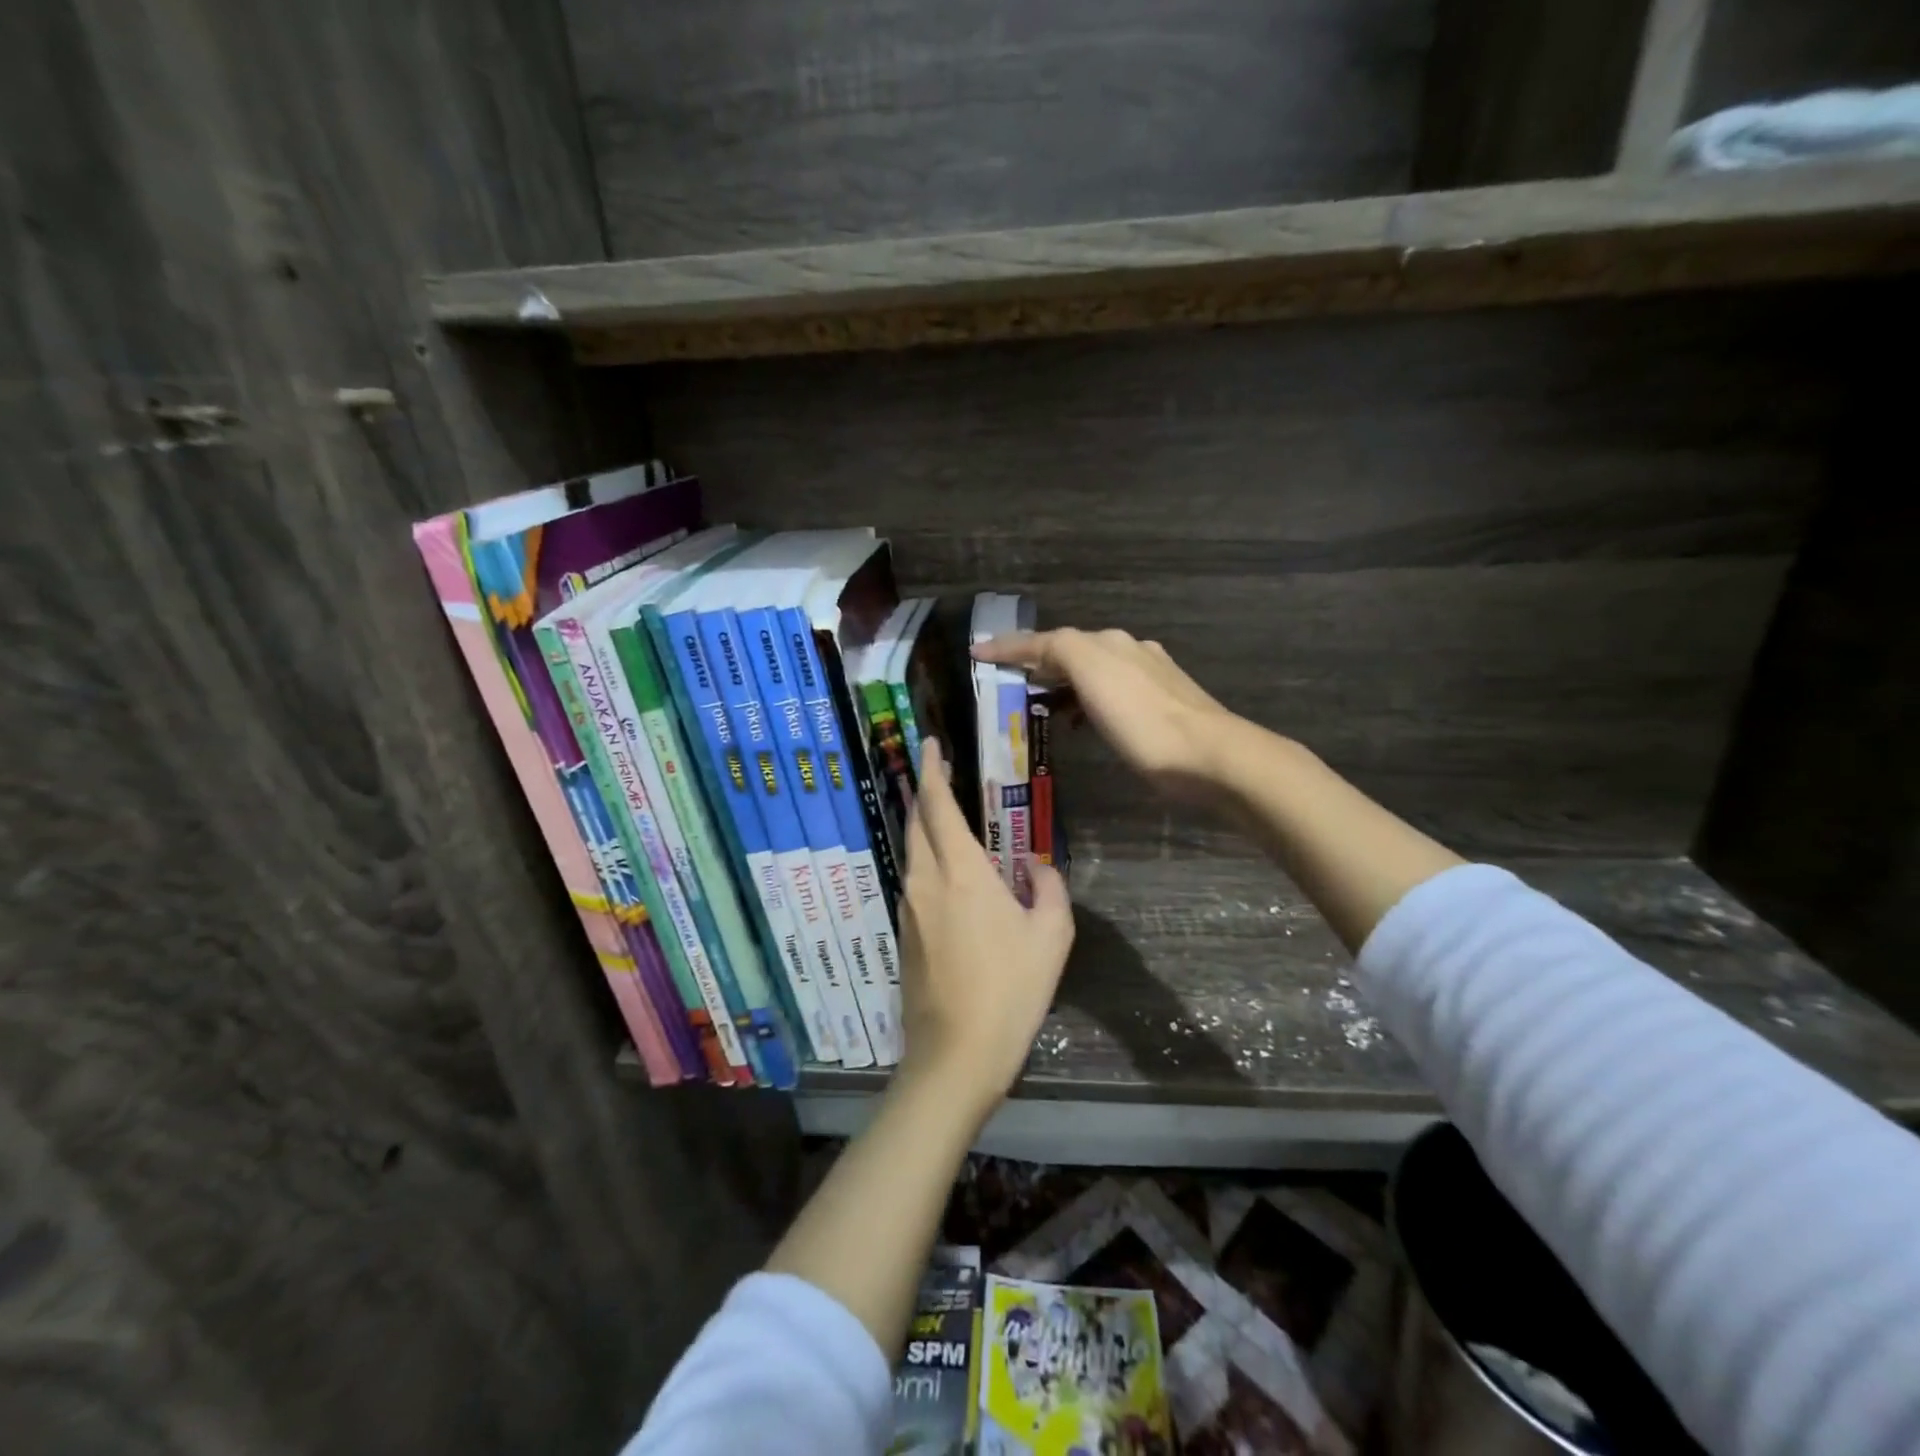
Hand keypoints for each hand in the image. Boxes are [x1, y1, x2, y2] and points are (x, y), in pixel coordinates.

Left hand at [898, 737, 1074, 1119]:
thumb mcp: (1051, 937)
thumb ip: (1049, 888)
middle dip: (924, 791)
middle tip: (940, 773)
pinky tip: (948, 872)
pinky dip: (926, 860)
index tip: (930, 744)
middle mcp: (925, 882)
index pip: (938, 806)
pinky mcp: (905, 935)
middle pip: (916, 822)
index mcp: (960, 873)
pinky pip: (914, 882)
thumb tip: (1038, 866)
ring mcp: (909, 909)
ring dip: (924, 827)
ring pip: (912, 852)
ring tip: (947, 817)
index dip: (932, 770)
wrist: (955, 1057)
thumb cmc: (1009, 991)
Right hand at [973, 628, 1237, 801]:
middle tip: (1007, 684)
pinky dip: (1086, 704)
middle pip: (1072, 652)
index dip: (1011, 646)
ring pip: (1093, 674)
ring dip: (1062, 686)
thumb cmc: (1141, 718)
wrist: (1207, 756)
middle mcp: (1129, 651)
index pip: (1049, 638)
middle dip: (1038, 664)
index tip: (977, 653)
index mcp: (1108, 642)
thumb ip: (1058, 650)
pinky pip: (1110, 698)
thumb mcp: (1092, 672)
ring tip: (1039, 707)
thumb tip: (1033, 649)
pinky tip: (1083, 724)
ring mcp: (1150, 679)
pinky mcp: (1161, 708)